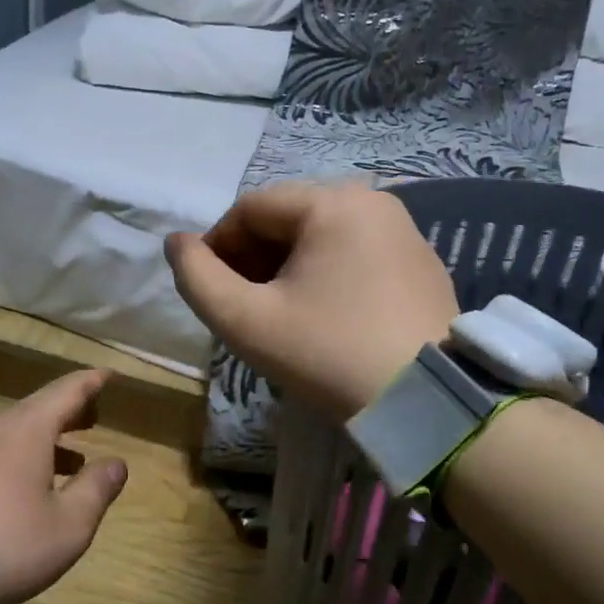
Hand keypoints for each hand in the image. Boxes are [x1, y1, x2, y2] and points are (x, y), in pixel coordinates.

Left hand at [0, 370, 129, 603]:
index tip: (111, 375)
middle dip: (70, 412)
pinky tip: (27, 488)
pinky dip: (21, 458)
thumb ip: (96, 489)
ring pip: (15, 432)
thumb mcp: (69, 525)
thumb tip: (116, 463)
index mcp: (28, 428)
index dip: (93, 382)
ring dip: (47, 440)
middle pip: (39, 408)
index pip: (68, 391)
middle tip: (94, 418)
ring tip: (72, 462)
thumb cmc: (6, 542)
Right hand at [166, 181, 459, 419]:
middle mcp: (373, 201)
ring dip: (285, 267)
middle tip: (240, 307)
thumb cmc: (328, 354)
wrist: (427, 402)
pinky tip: (321, 316)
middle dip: (252, 257)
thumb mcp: (246, 321)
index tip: (209, 291)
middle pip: (287, 218)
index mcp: (331, 203)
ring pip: (320, 236)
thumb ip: (197, 278)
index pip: (250, 209)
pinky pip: (354, 252)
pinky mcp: (421, 261)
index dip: (217, 246)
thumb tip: (176, 243)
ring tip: (277, 314)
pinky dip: (325, 274)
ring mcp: (403, 230)